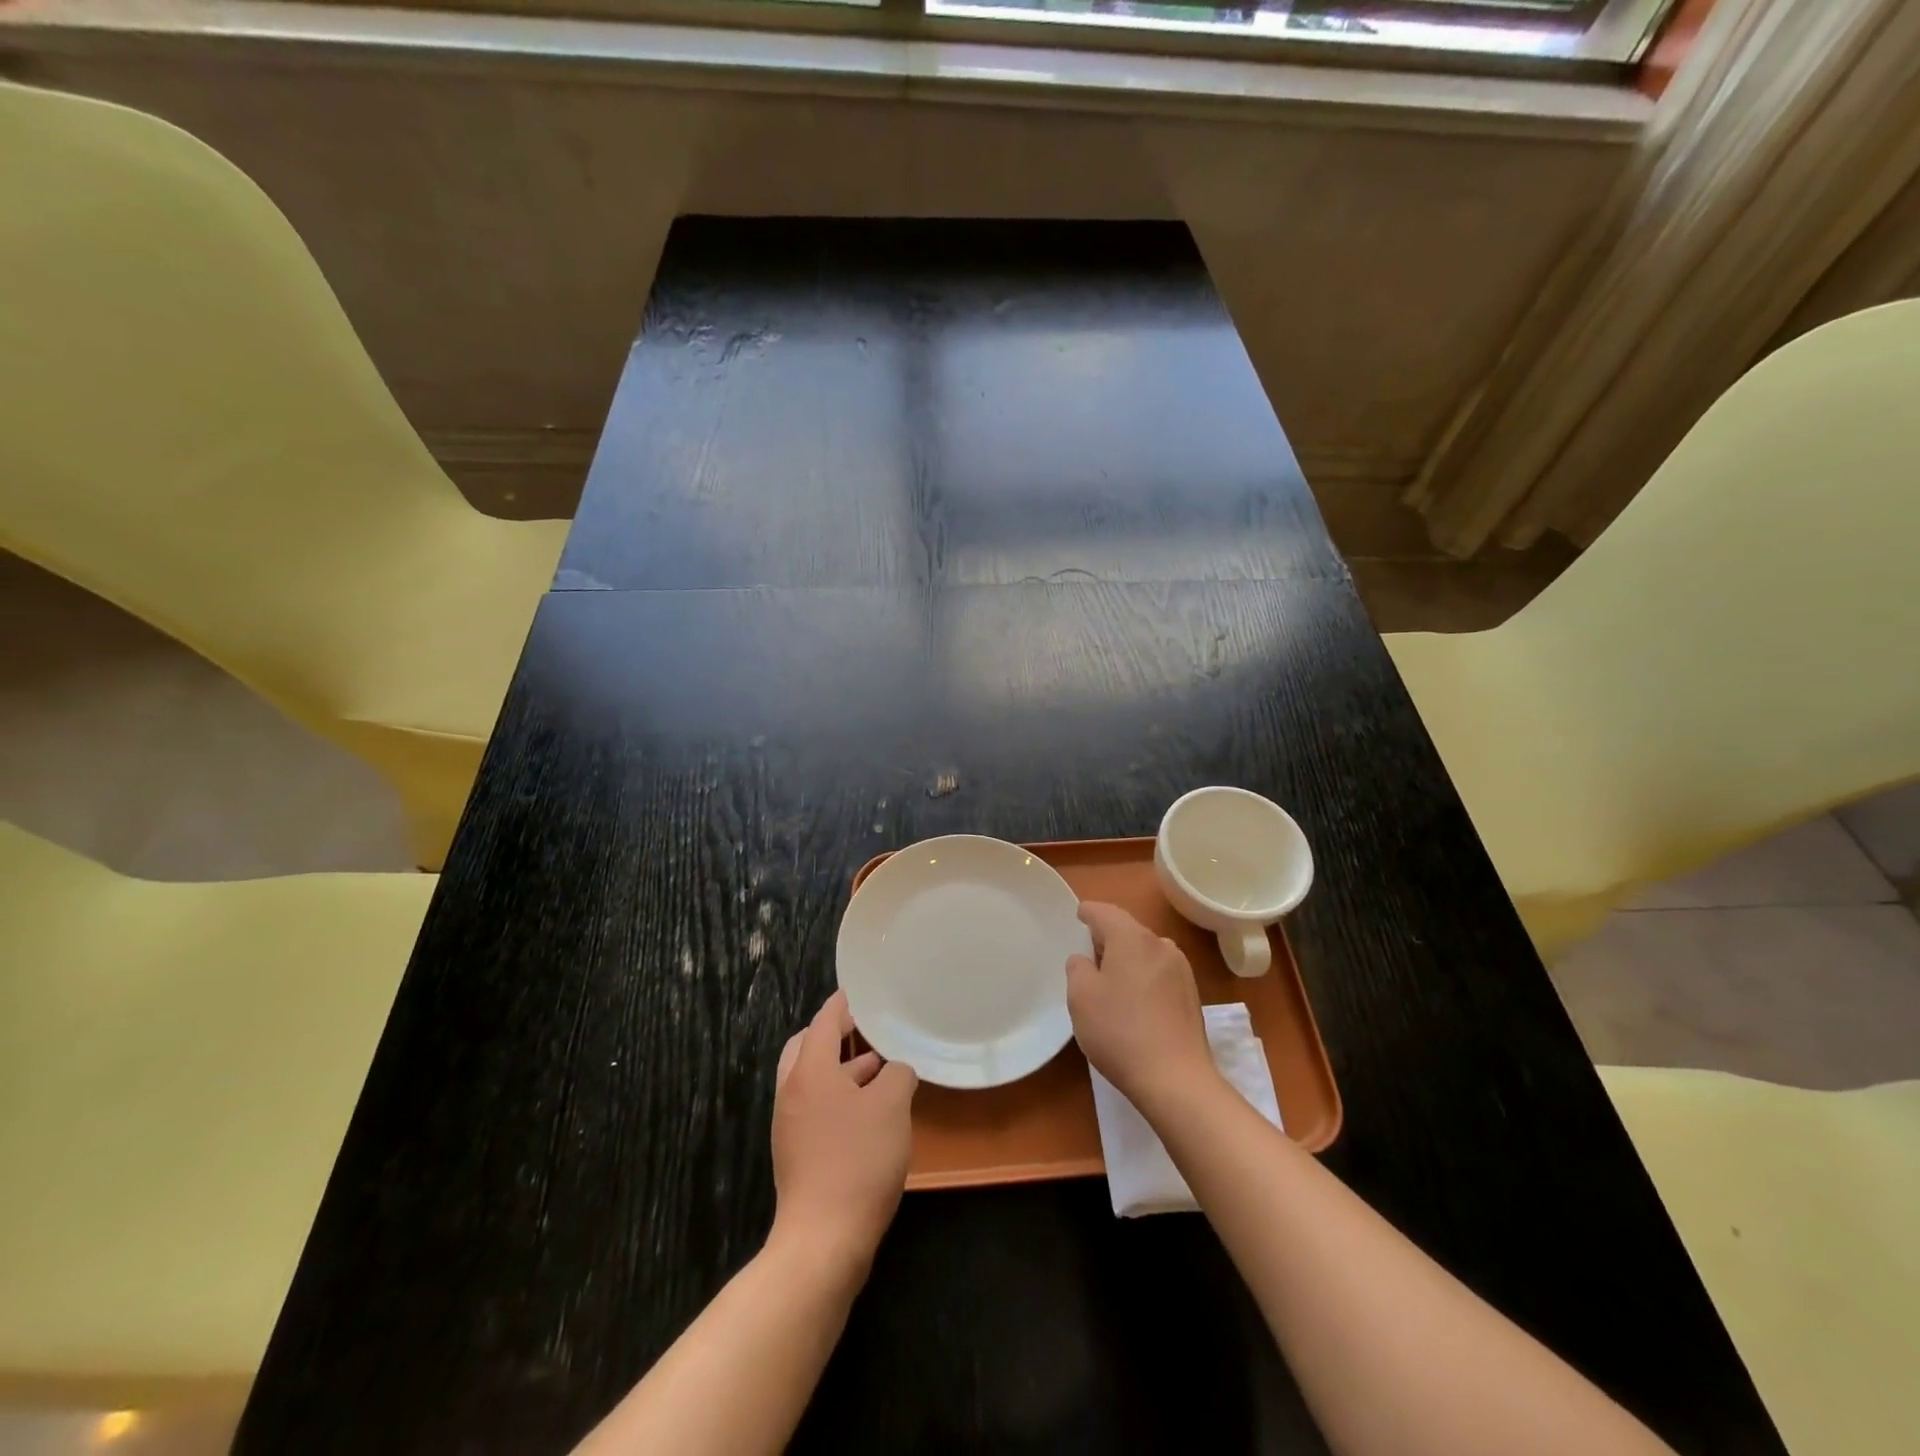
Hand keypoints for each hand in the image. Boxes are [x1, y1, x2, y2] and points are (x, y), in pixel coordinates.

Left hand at [769, 990, 917, 1276]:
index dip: (843, 1003)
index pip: (824, 1021)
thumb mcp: (891, 1107)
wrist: (823, 1240)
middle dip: (835, 1034)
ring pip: (813, 1080)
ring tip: (879, 1067)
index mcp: (809, 1071)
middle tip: (866, 1028)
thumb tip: (896, 1071)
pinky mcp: (798, 1153)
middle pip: (808, 1047)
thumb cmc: (858, 1160)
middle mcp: (792, 1091)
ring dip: (841, 1069)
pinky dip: (839, 1096)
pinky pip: (816, 1107)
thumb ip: (898, 1075)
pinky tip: (870, 1110)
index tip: (861, 991)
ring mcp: (791, 1124)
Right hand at [1066, 902, 1217, 1115]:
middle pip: (1127, 930)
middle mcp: (1161, 945)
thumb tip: (1086, 960)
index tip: (1077, 916)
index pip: (1104, 912)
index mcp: (1132, 938)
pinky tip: (1134, 1003)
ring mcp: (1181, 970)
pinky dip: (1143, 977)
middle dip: (1107, 937)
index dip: (1087, 912)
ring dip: (1127, 959)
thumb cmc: (1120, 1031)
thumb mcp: (1081, 997)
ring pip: (1145, 952)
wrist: (1176, 1079)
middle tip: (1087, 954)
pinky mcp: (1192, 995)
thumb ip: (1078, 967)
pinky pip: (1159, 973)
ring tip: (1110, 982)